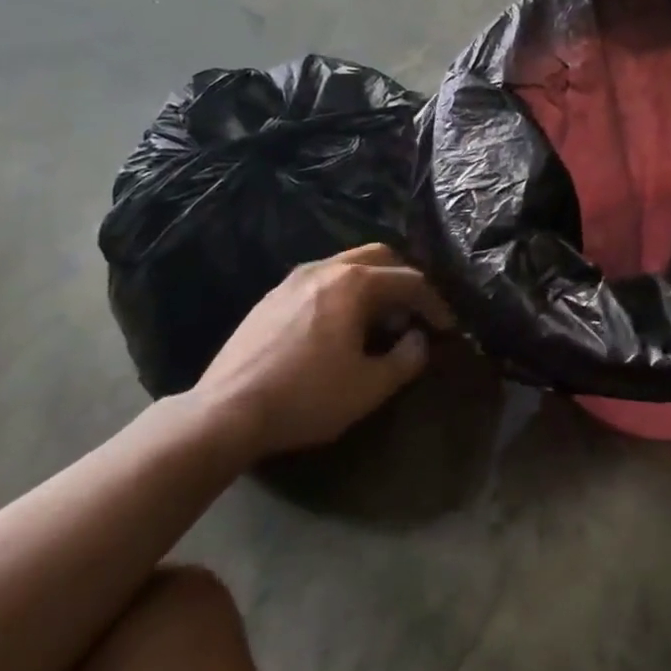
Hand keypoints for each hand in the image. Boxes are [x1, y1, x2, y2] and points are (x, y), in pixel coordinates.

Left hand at [191, 244, 453, 461]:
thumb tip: (418, 340)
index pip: (410, 280)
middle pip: (380, 257)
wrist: (223, 413)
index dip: (434, 303)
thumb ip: (407, 358)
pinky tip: (339, 326)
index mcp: (355, 283)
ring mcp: (294, 279)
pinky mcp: (271, 297)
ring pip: (348, 264)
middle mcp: (326, 268)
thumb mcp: (370, 387)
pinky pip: (322, 280)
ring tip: (378, 320)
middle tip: (414, 313)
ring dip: (373, 284)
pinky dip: (344, 292)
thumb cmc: (306, 397)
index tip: (447, 328)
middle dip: (404, 280)